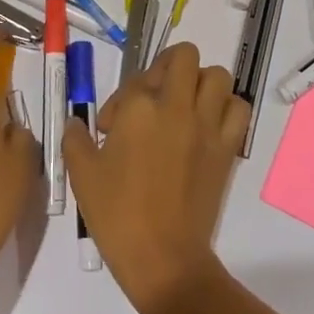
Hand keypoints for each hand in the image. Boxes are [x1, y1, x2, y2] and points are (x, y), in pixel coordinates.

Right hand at [63, 42, 247, 313]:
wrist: (164, 258)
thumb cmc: (117, 215)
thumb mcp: (82, 174)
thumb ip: (76, 139)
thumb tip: (77, 123)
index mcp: (139, 108)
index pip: (133, 83)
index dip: (119, 102)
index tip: (111, 129)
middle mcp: (176, 106)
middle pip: (183, 56)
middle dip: (167, 67)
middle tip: (154, 96)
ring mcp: (206, 125)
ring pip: (216, 75)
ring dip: (200, 83)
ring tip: (183, 106)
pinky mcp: (227, 147)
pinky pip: (238, 109)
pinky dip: (227, 108)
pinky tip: (208, 125)